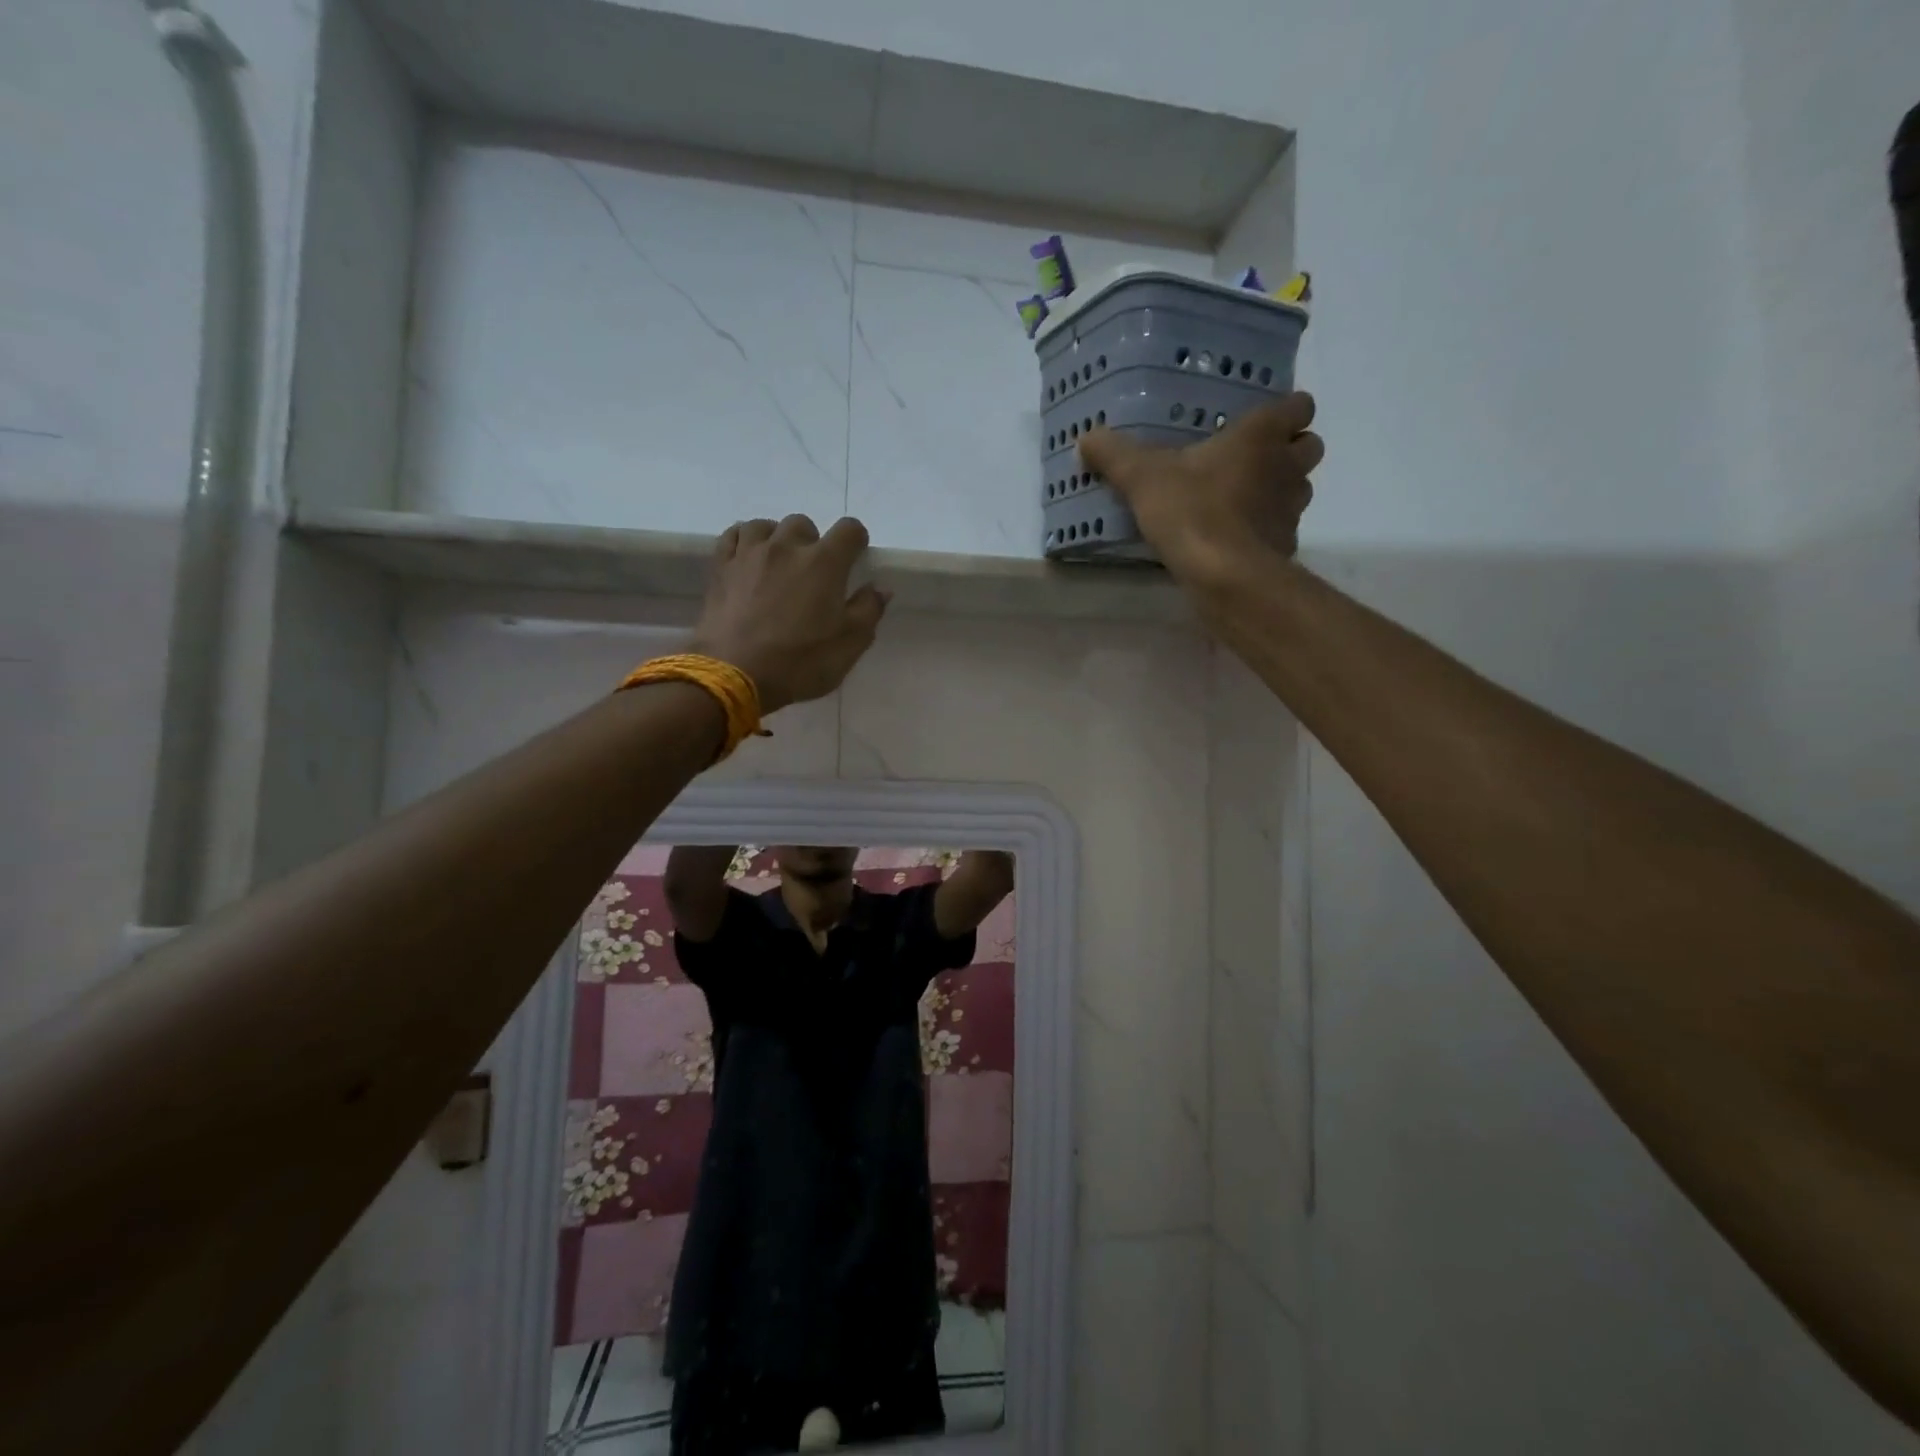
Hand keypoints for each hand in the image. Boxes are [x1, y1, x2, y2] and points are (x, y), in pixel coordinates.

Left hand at [689, 515, 889, 712]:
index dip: (856, 541)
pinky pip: (732, 536)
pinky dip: (744, 541)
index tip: (855, 559)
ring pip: (765, 526)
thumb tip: (880, 588)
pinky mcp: (720, 567)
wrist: (734, 674)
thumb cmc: (801, 661)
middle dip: (812, 543)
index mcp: (825, 562)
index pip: (849, 530)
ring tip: (778, 563)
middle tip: (812, 573)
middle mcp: (787, 547)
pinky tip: (748, 558)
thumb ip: (869, 610)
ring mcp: (749, 553)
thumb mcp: (850, 644)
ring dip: (776, 538)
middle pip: (803, 524)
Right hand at [1078, 392, 1323, 585]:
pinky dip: (1266, 530)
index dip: (1285, 411)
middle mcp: (1287, 466)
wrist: (1224, 575)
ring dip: (1279, 490)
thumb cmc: (1191, 511)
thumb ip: (1114, 455)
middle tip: (1250, 461)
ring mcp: (1292, 508)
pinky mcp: (1286, 545)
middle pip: (1309, 446)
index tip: (1257, 422)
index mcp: (1261, 435)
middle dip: (1288, 450)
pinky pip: (1282, 529)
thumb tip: (1086, 437)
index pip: (1299, 405)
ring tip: (1240, 501)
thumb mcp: (1142, 478)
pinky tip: (1236, 540)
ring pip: (1300, 488)